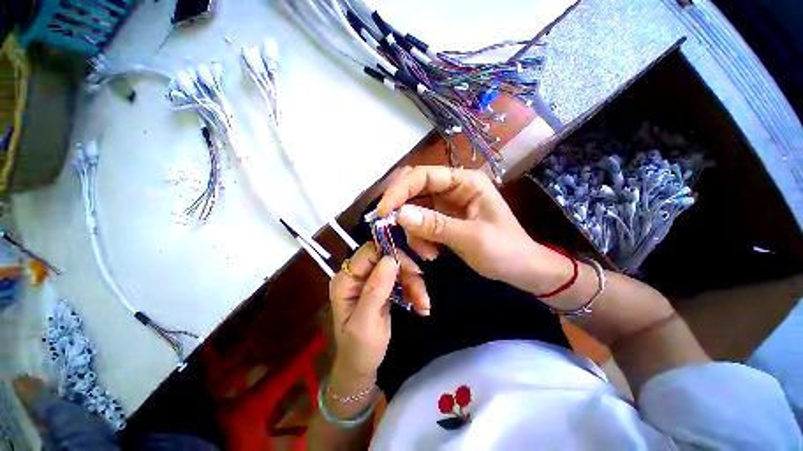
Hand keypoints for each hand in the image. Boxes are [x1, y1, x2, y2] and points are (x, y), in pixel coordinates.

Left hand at [328, 243, 428, 380]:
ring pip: (397, 268)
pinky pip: (400, 278)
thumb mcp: (366, 323)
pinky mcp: (382, 286)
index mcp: (345, 280)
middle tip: (422, 294)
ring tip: (424, 304)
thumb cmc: (359, 349)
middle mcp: (356, 275)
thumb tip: (390, 259)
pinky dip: (413, 289)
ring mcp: (369, 280)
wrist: (361, 367)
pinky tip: (420, 304)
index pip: (370, 252)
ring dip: (414, 284)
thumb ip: (375, 291)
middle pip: (386, 258)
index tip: (413, 270)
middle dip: (407, 273)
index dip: (392, 255)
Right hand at [378, 166, 571, 294]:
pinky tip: (432, 253)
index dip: (400, 190)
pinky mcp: (443, 221)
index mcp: (465, 182)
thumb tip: (399, 214)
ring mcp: (446, 205)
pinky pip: (421, 224)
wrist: (523, 270)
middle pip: (415, 190)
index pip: (424, 175)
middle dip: (403, 210)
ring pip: (414, 209)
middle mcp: (453, 188)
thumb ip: (435, 225)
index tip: (383, 212)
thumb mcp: (471, 238)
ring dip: (414, 232)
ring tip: (428, 254)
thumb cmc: (506, 250)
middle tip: (393, 229)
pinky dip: (420, 239)